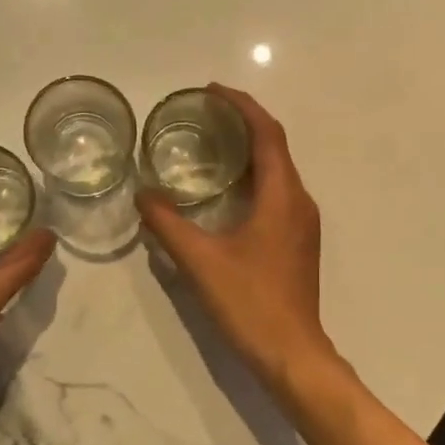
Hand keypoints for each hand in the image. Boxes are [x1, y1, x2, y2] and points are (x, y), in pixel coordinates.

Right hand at [136, 86, 338, 393]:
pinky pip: (277, 195)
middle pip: (275, 148)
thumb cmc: (250, 302)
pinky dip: (252, 180)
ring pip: (277, 173)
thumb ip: (168, 224)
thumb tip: (142, 195)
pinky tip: (225, 194)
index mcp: (282, 195)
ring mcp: (302, 224)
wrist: (292, 352)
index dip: (242, 106)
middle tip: (204, 117)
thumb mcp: (200, 261)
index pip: (267, 133)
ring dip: (248, 153)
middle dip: (243, 125)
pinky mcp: (298, 244)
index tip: (212, 91)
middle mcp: (299, 202)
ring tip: (210, 148)